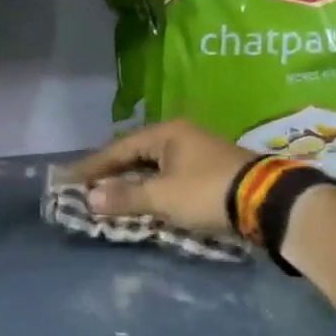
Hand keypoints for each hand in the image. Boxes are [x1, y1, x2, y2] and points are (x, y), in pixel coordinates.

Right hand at [70, 121, 254, 235]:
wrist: (268, 201)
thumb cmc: (207, 192)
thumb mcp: (162, 197)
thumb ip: (125, 197)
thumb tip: (90, 198)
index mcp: (166, 134)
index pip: (118, 149)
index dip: (91, 166)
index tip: (67, 178)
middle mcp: (180, 137)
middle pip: (135, 155)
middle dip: (110, 173)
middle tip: (84, 187)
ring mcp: (197, 153)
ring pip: (152, 167)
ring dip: (130, 183)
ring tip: (108, 196)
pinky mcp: (210, 172)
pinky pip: (168, 177)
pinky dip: (150, 189)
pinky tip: (142, 201)